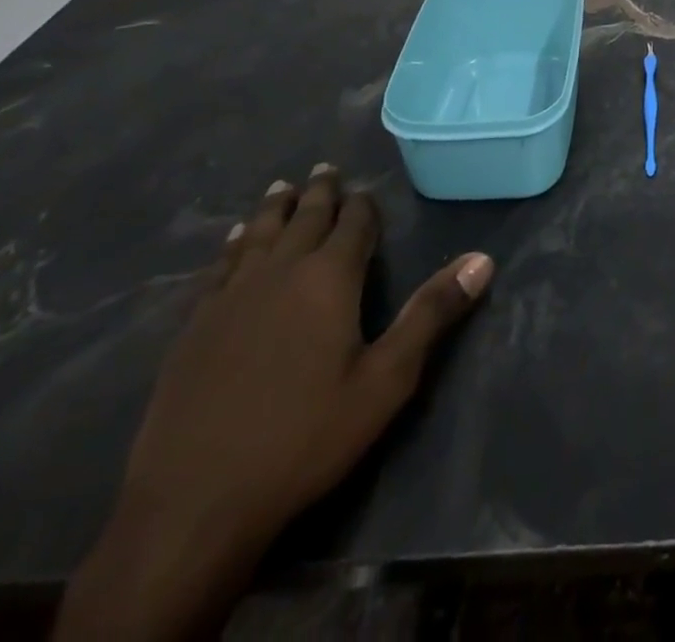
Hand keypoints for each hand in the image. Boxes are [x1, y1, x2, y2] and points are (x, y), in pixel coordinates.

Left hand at [54, 167, 492, 641]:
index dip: (363, 205)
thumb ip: (432, 313)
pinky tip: (235, 241)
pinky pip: (220, 267)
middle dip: (318, 193)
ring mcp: (230, 297)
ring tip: (282, 188)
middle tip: (324, 168)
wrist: (192, 506)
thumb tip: (482, 259)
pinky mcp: (193, 327)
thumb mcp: (386, 380)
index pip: (353, 224)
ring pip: (259, 234)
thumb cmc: (304, 437)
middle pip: (303, 218)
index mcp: (329, 278)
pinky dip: (234, 245)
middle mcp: (280, 272)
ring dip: (274, 209)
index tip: (367, 190)